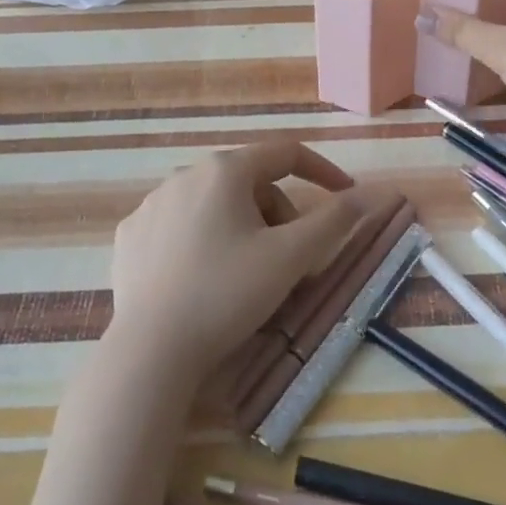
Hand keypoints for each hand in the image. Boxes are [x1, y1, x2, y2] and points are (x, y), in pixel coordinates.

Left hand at [105, 141, 385, 383]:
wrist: (149, 351)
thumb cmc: (226, 294)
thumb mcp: (290, 257)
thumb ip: (335, 220)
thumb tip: (374, 193)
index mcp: (225, 170)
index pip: (286, 153)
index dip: (323, 171)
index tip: (346, 197)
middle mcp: (185, 174)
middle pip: (251, 183)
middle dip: (280, 214)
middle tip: (293, 260)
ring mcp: (152, 204)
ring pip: (215, 204)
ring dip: (244, 228)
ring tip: (248, 274)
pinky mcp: (131, 235)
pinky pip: (181, 225)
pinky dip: (204, 241)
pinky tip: (204, 278)